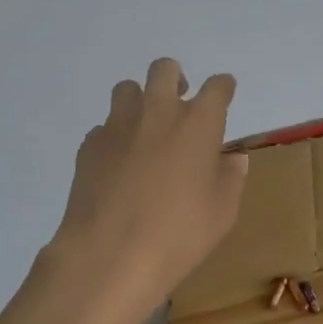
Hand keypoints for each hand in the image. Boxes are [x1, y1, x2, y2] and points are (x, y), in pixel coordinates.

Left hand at [35, 58, 248, 323]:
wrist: (109, 254)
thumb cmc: (178, 234)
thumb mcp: (222, 212)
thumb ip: (230, 177)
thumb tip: (232, 158)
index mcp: (198, 123)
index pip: (217, 87)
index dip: (223, 88)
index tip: (224, 95)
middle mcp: (158, 112)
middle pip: (165, 69)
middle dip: (175, 79)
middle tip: (180, 103)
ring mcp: (118, 125)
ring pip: (127, 89)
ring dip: (140, 101)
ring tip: (145, 130)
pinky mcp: (90, 144)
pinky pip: (105, 127)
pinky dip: (115, 137)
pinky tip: (118, 165)